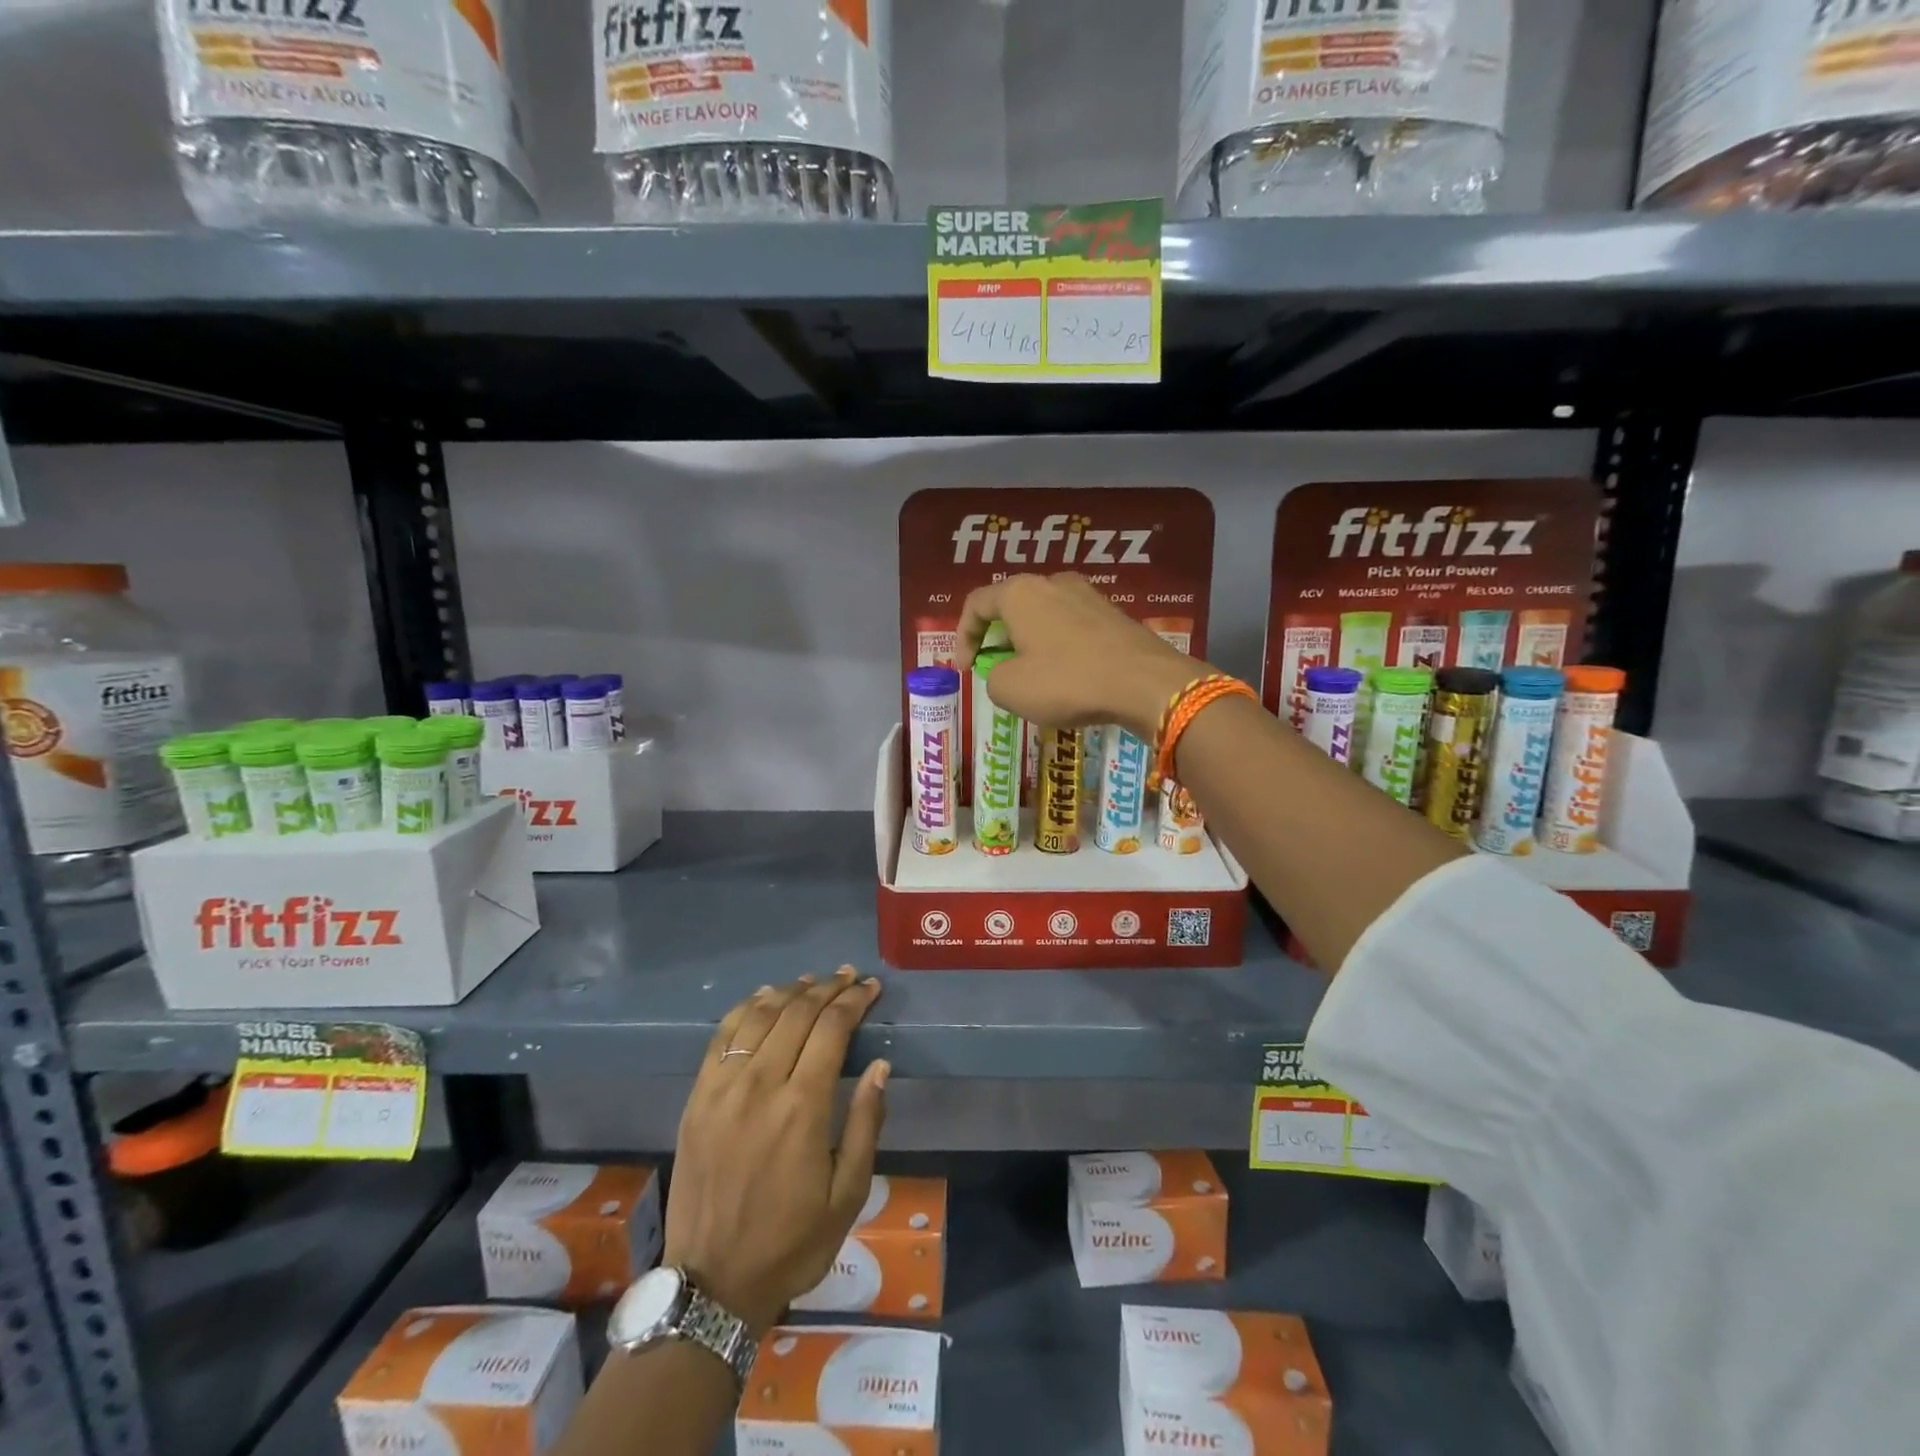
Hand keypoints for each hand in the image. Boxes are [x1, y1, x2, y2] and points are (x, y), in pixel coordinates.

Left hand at [665, 968, 888, 1334]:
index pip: (831, 1029)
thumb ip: (865, 1123)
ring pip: (759, 1016)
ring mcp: (722, 1089)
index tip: (870, 987)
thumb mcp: (848, 1194)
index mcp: (802, 1108)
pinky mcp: (697, 1098)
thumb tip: (881, 1066)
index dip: (853, 1001)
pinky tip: (763, 999)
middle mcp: (760, 1086)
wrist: (712, 1283)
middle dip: (827, 988)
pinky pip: (722, 1036)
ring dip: (789, 991)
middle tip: (848, 977)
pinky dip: (746, 1008)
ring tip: (812, 982)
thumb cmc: (791, 1241)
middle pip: (796, 1014)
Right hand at [959, 573, 1202, 738]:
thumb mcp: (1010, 689)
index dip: (963, 637)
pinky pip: (1071, 626)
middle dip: (997, 638)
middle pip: (1011, 605)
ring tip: (1030, 674)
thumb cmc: (1067, 681)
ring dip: (1029, 642)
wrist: (1145, 683)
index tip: (965, 669)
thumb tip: (1004, 673)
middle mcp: (1053, 583)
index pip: (976, 604)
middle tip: (994, 667)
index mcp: (1020, 592)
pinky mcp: (1113, 613)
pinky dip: (1058, 646)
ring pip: (1043, 615)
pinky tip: (1065, 674)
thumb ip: (992, 677)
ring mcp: (1088, 595)